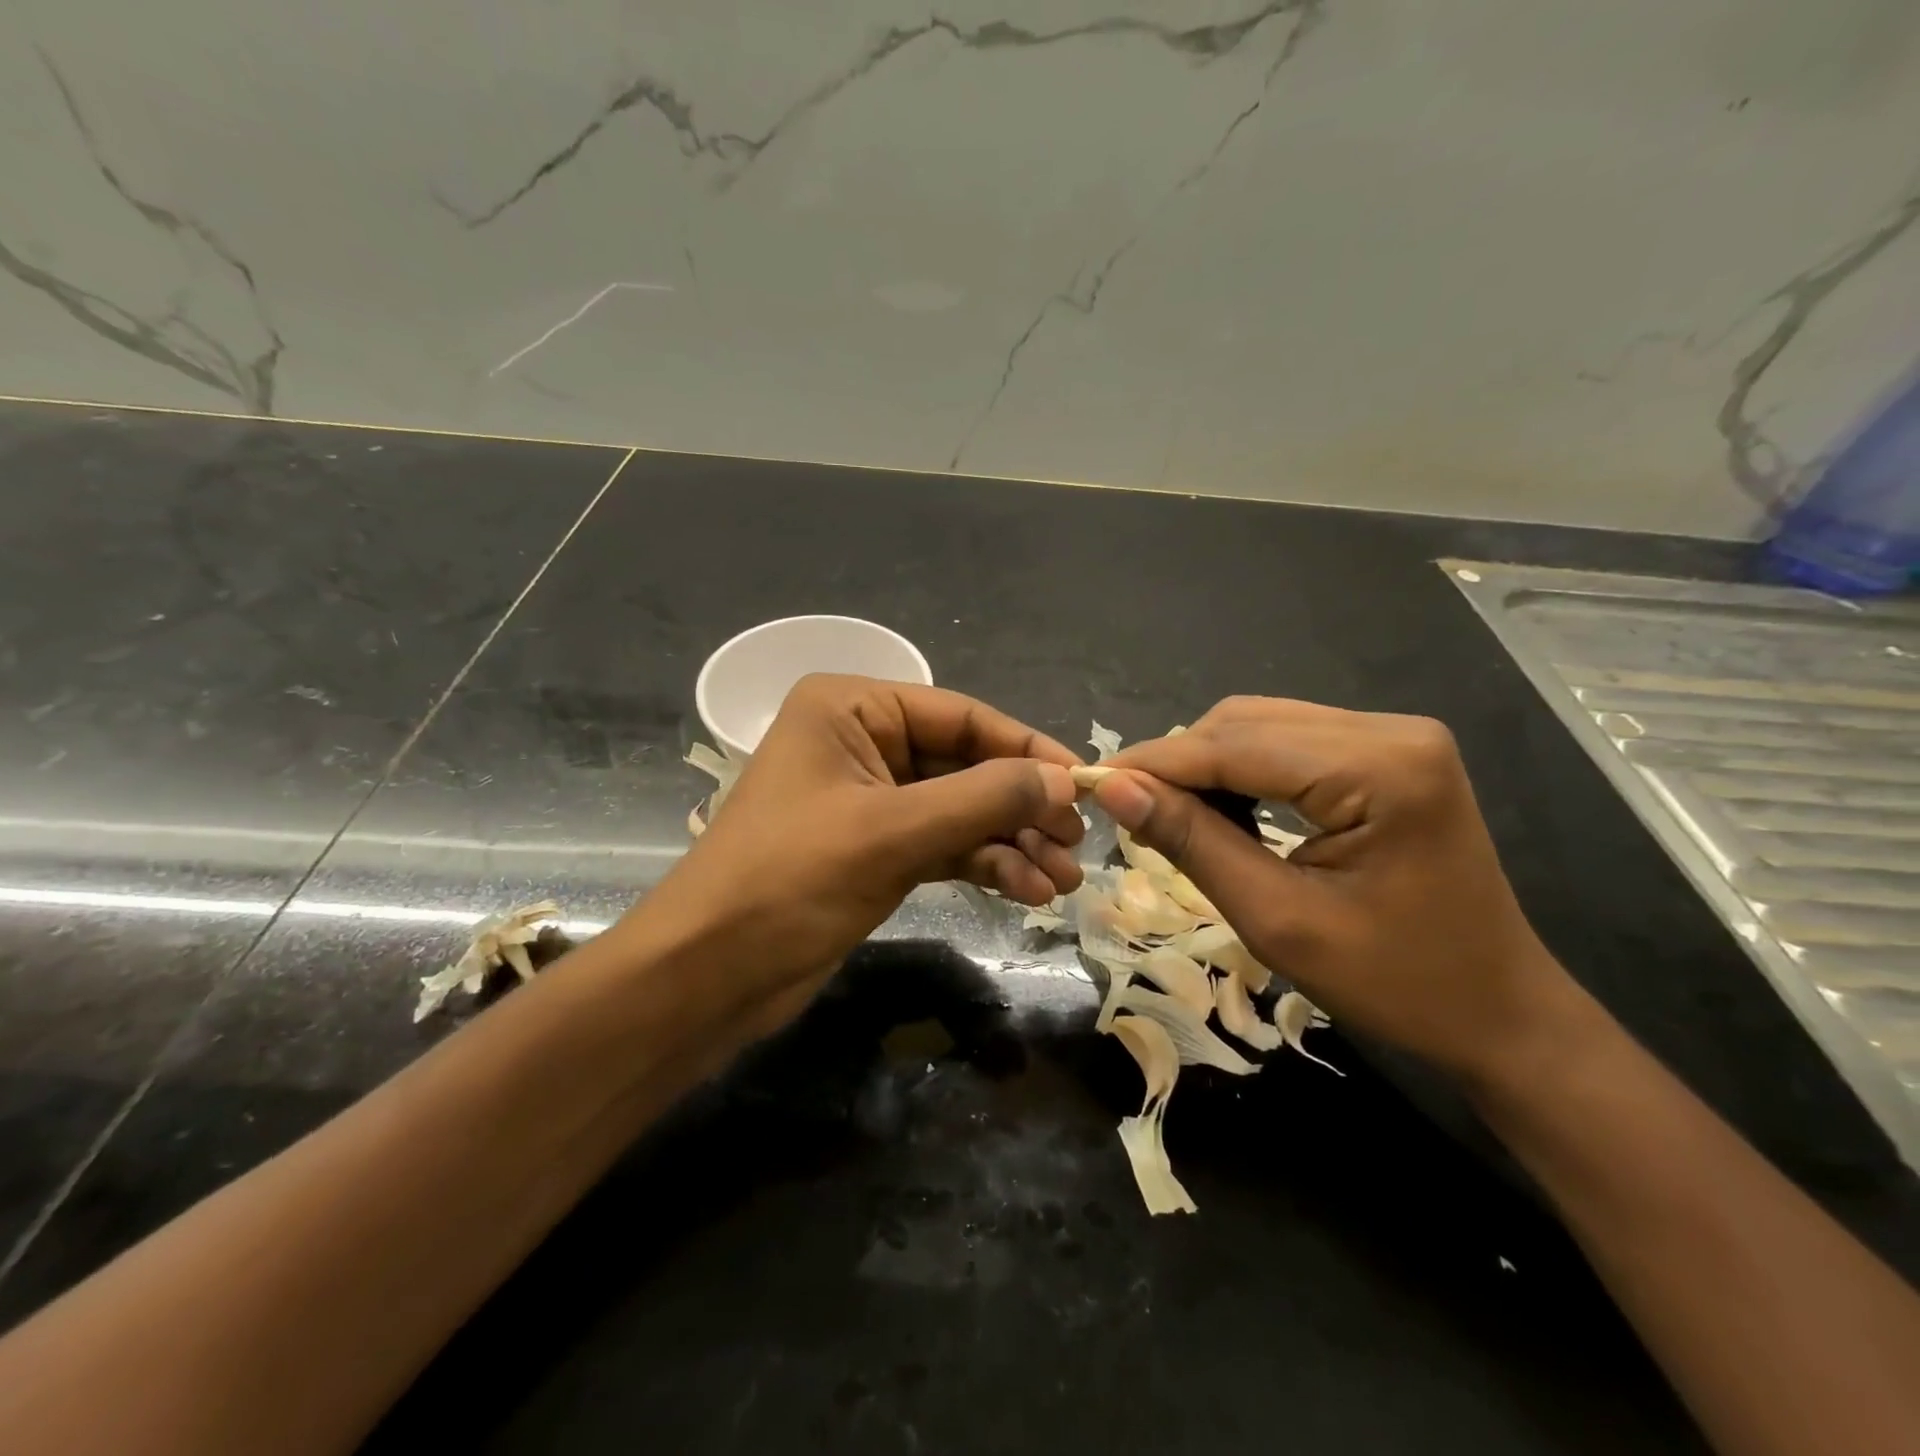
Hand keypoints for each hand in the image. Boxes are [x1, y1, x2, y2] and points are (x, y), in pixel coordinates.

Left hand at [634, 674, 1085, 1033]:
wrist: (709, 974)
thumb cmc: (790, 881)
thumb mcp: (893, 832)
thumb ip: (983, 798)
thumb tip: (1064, 780)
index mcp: (852, 709)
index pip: (961, 715)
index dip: (1026, 749)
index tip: (1086, 784)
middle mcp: (863, 742)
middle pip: (965, 763)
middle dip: (1021, 805)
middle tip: (1077, 843)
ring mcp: (870, 798)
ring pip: (960, 808)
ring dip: (1011, 841)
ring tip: (1063, 881)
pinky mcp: (875, 848)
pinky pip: (944, 843)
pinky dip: (984, 864)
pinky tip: (1027, 891)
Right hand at [1090, 697, 1581, 1079]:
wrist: (1500, 1014)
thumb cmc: (1396, 984)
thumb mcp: (1278, 920)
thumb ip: (1194, 843)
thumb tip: (1115, 789)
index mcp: (1378, 768)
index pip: (1234, 745)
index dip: (1155, 764)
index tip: (1089, 783)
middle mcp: (1390, 730)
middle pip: (1245, 723)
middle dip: (1179, 764)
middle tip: (1128, 811)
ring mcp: (1394, 737)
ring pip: (1261, 726)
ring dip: (1207, 765)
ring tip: (1170, 815)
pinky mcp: (1389, 754)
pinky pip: (1289, 743)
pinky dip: (1242, 770)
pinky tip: (1223, 809)